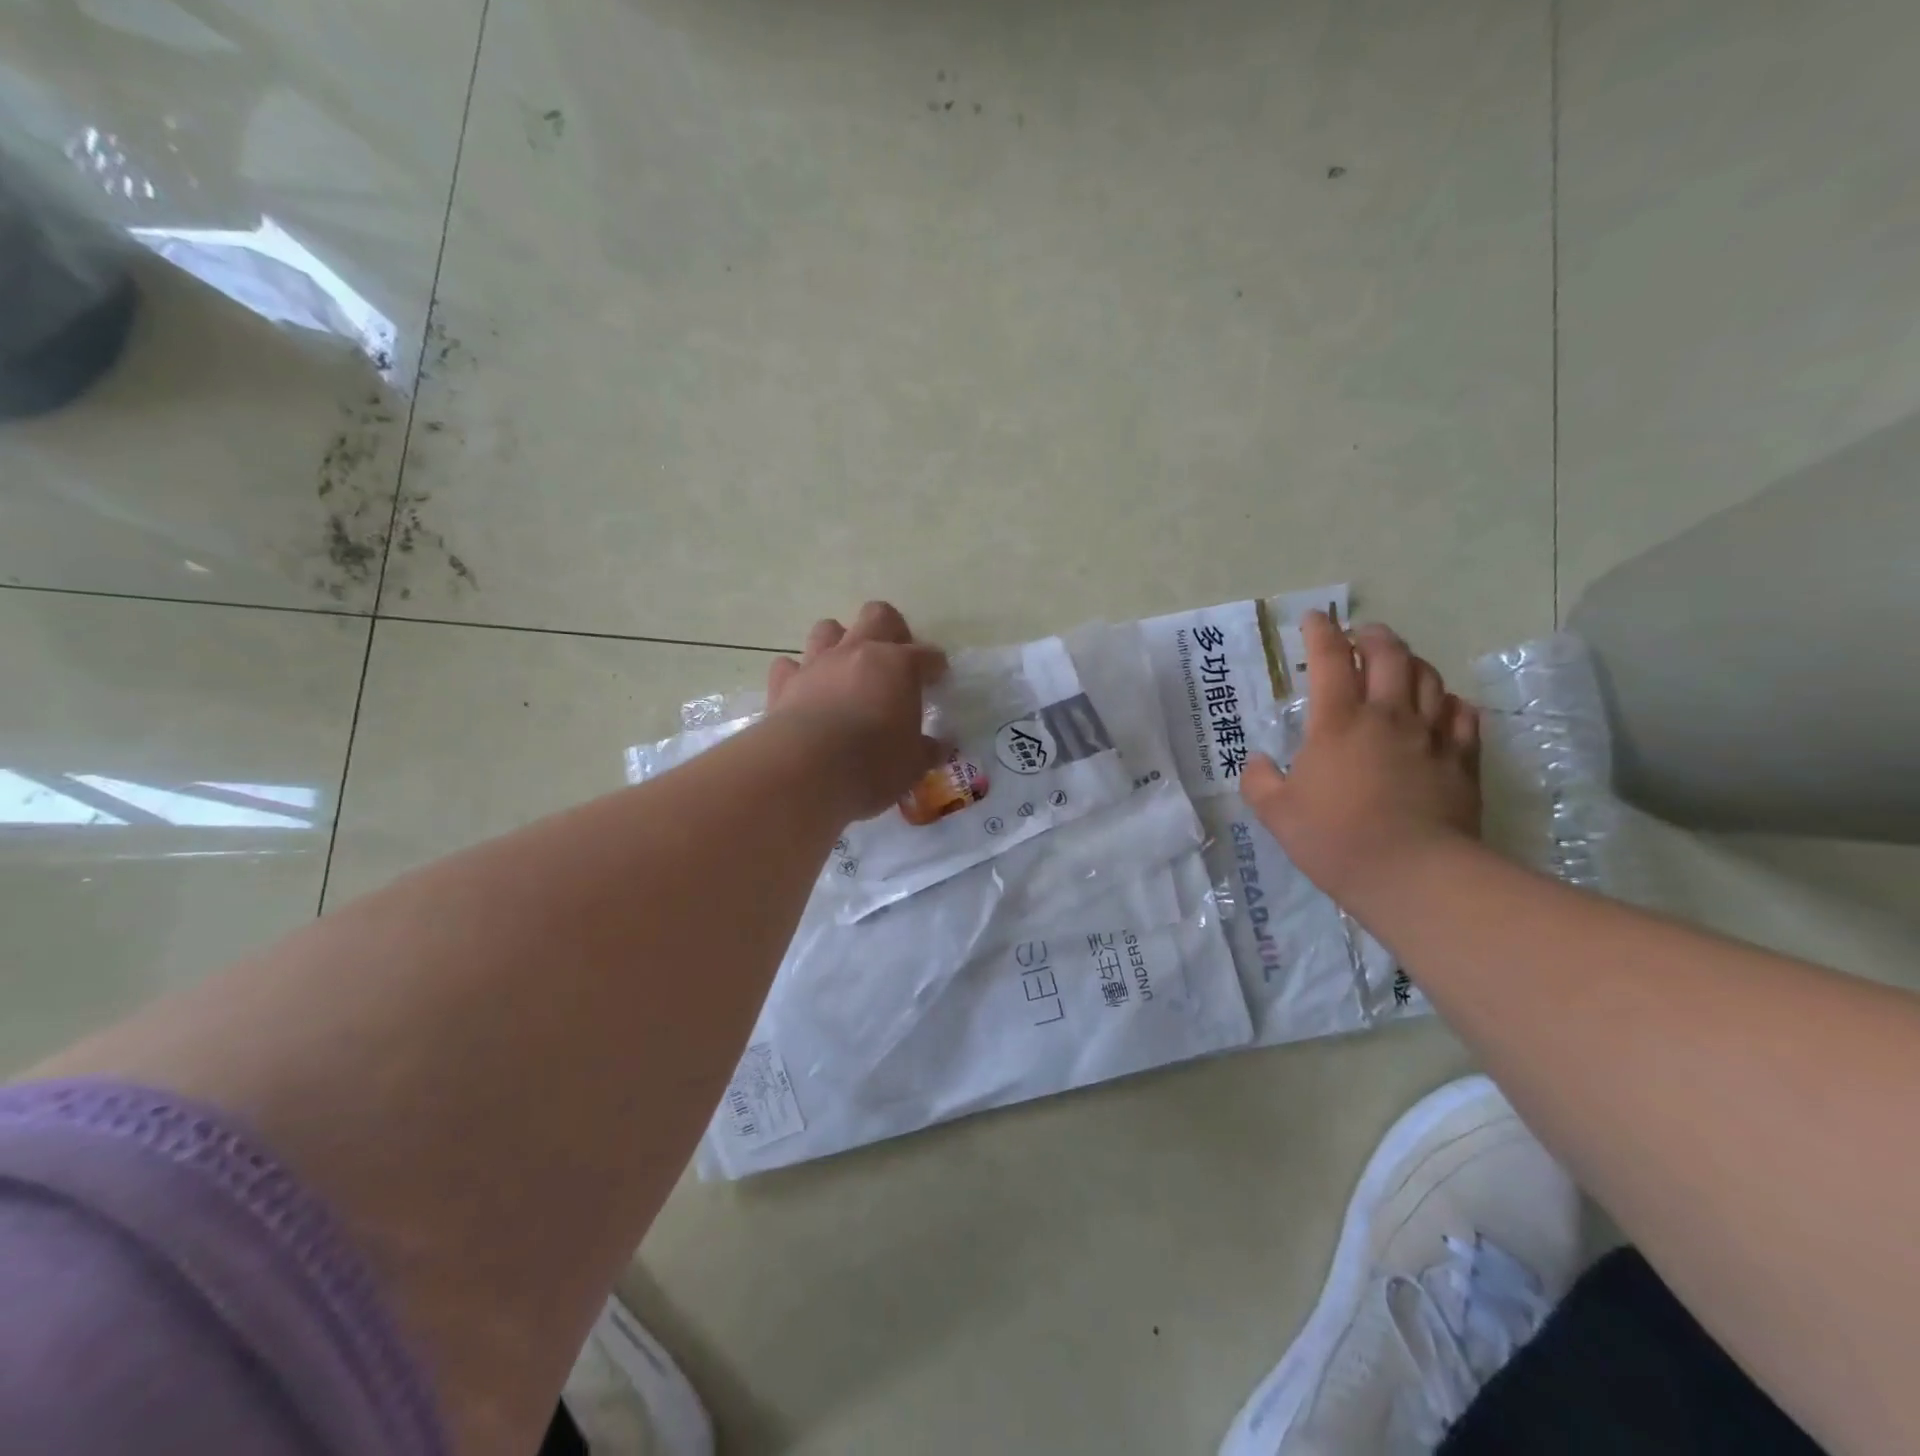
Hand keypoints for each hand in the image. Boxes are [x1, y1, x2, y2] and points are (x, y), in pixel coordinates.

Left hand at [765, 601, 948, 818]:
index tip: (938, 679)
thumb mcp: (912, 765)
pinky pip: (789, 666)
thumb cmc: (873, 764)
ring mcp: (818, 663)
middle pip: (878, 616)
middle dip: (891, 630)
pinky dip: (798, 674)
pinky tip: (805, 691)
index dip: (935, 666)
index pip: (927, 655)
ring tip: (847, 669)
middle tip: (896, 658)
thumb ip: (924, 750)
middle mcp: (859, 652)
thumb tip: (934, 747)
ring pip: (828, 629)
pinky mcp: (784, 683)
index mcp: (899, 666)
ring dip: (839, 642)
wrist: (806, 769)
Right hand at [1240, 613, 1480, 906]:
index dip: (1320, 632)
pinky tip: (1439, 707)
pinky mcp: (1462, 758)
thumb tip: (1260, 762)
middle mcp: (1387, 716)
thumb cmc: (1335, 839)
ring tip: (1397, 665)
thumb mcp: (1276, 813)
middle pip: (1388, 654)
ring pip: (1428, 677)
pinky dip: (1447, 701)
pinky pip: (1462, 714)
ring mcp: (1430, 735)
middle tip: (1359, 636)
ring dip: (1410, 662)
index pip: (1330, 659)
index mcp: (1338, 722)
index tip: (1313, 619)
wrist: (1413, 874)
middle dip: (1372, 636)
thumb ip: (1260, 780)